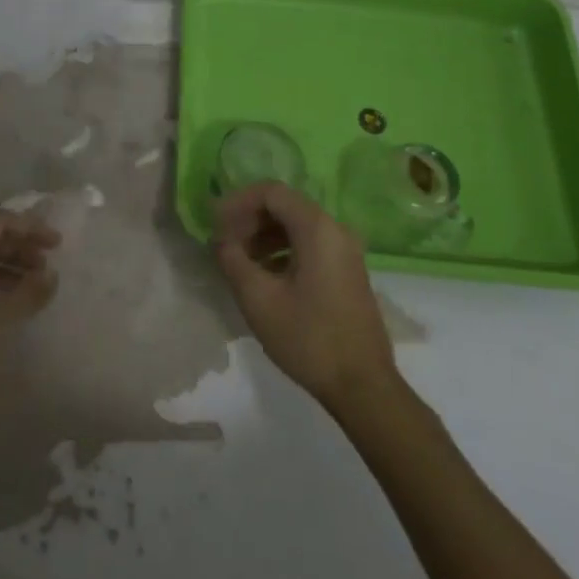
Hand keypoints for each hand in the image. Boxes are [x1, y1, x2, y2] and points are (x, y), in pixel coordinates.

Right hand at [214, 181, 397, 415]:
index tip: (215, 225)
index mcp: (317, 228)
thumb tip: (219, 240)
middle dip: (249, 220)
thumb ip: (232, 259)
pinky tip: (264, 276)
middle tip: (224, 244)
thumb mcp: (258, 299)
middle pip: (284, 206)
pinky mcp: (347, 270)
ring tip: (239, 262)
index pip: (271, 192)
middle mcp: (336, 229)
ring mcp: (345, 250)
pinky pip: (309, 244)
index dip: (238, 202)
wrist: (362, 386)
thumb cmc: (308, 338)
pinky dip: (282, 250)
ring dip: (264, 236)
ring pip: (296, 226)